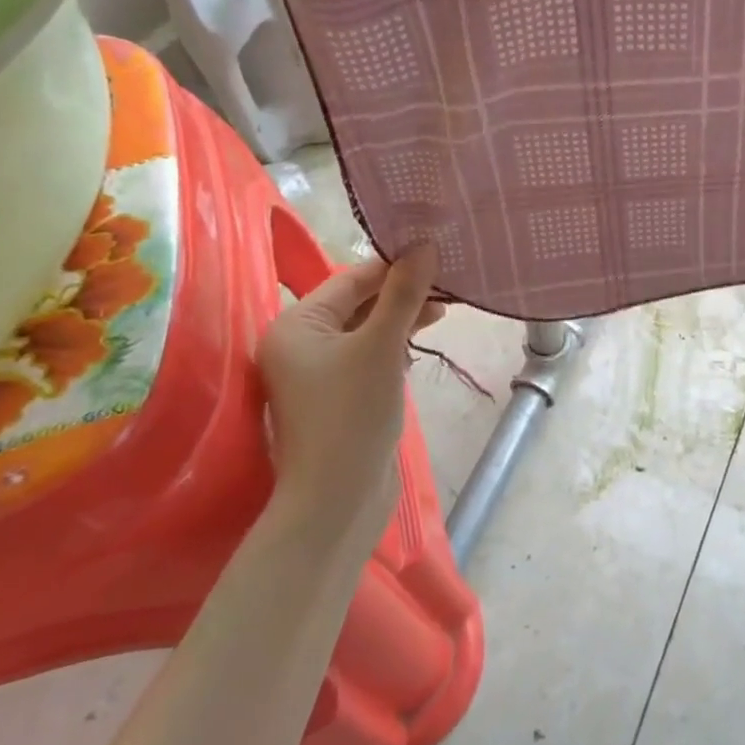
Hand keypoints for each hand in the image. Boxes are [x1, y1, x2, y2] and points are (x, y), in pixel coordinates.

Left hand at [256, 246, 443, 547]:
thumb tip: (424, 245)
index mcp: (296, 324)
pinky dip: (393, 344)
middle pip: (358, 303)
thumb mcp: (383, 346)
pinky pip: (367, 355)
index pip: (351, 279)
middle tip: (449, 286)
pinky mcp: (337, 394)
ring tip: (443, 312)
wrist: (339, 499)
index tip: (438, 256)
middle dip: (402, 293)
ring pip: (365, 329)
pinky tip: (418, 343)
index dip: (395, 266)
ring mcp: (317, 372)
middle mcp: (299, 342)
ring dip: (402, 318)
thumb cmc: (353, 414)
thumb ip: (403, 293)